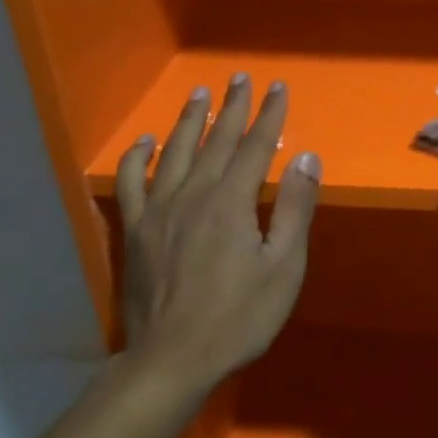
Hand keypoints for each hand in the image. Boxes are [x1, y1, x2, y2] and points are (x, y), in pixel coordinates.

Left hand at [114, 75, 320, 389]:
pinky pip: (132, 183)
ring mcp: (158, 211)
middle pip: (215, 141)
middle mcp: (193, 194)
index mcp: (232, 202)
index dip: (269, 115)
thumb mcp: (283, 268)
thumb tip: (306, 158)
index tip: (278, 87)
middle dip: (232, 108)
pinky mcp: (135, 231)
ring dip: (189, 121)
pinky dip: (138, 159)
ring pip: (174, 153)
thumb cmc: (238, 318)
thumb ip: (294, 209)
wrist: (171, 359)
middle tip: (239, 78)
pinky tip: (145, 143)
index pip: (255, 146)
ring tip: (199, 95)